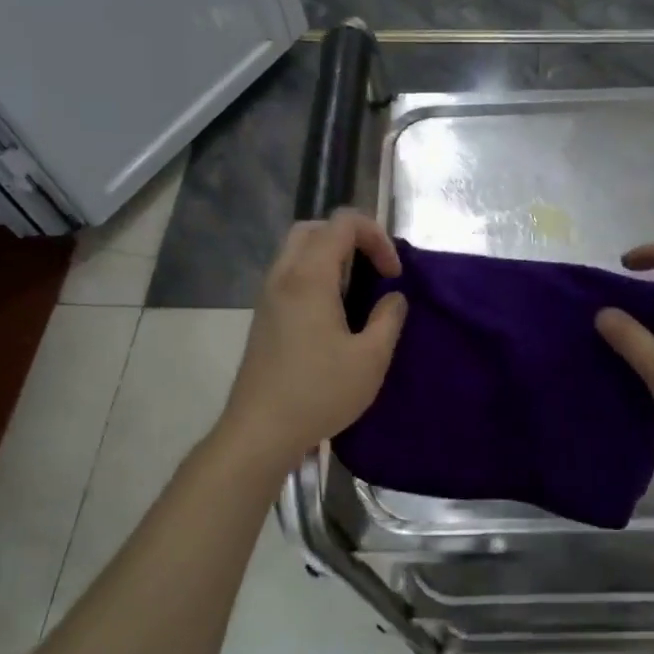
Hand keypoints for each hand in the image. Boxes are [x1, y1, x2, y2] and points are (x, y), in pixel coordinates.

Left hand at [219, 210, 407, 473]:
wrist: (260, 430)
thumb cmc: (320, 392)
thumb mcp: (371, 358)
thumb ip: (389, 319)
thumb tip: (393, 298)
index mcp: (309, 277)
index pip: (343, 223)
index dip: (376, 237)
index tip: (393, 274)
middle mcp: (283, 276)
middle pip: (315, 228)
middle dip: (351, 238)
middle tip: (375, 270)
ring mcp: (268, 296)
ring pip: (298, 250)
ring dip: (332, 257)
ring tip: (358, 290)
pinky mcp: (264, 316)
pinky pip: (290, 275)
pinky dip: (316, 275)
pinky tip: (334, 312)